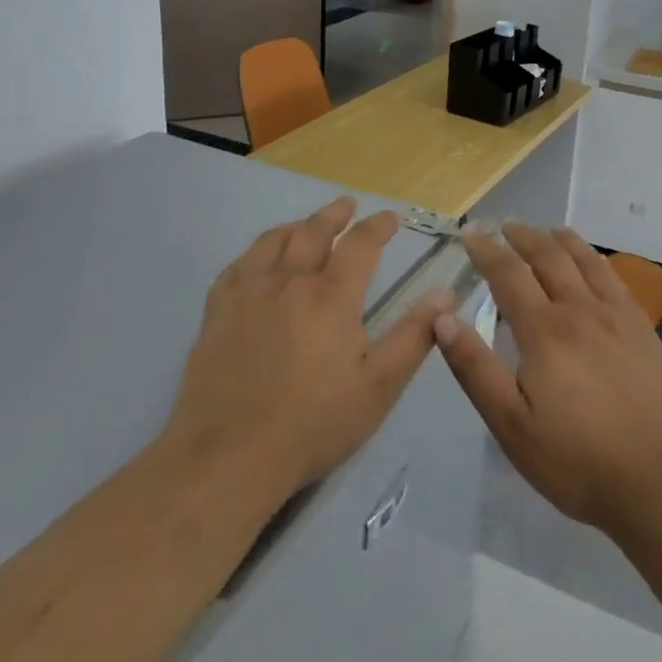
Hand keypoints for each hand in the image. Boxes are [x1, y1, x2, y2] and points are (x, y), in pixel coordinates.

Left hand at [164, 198, 446, 504]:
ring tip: (305, 225)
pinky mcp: (217, 312)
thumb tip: (444, 295)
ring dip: (295, 226)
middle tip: (347, 205)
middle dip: (335, 215)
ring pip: (272, 242)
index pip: (360, 245)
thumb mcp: (378, 387)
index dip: (378, 226)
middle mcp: (290, 282)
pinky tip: (257, 261)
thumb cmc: (313, 424)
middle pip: (313, 232)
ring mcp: (248, 294)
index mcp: (332, 297)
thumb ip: (413, 337)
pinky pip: (237, 267)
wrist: (228, 456)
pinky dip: (255, 253)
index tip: (390, 218)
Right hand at [434, 223, 661, 536]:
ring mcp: (617, 317)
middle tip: (505, 225)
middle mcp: (580, 310)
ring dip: (561, 241)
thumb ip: (475, 369)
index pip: (508, 275)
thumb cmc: (577, 459)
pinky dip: (596, 261)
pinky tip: (594, 265)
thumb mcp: (511, 424)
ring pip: (585, 262)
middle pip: (548, 258)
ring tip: (548, 230)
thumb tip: (442, 318)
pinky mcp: (644, 331)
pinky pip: (615, 280)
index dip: (487, 252)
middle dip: (523, 237)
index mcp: (544, 331)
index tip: (471, 235)